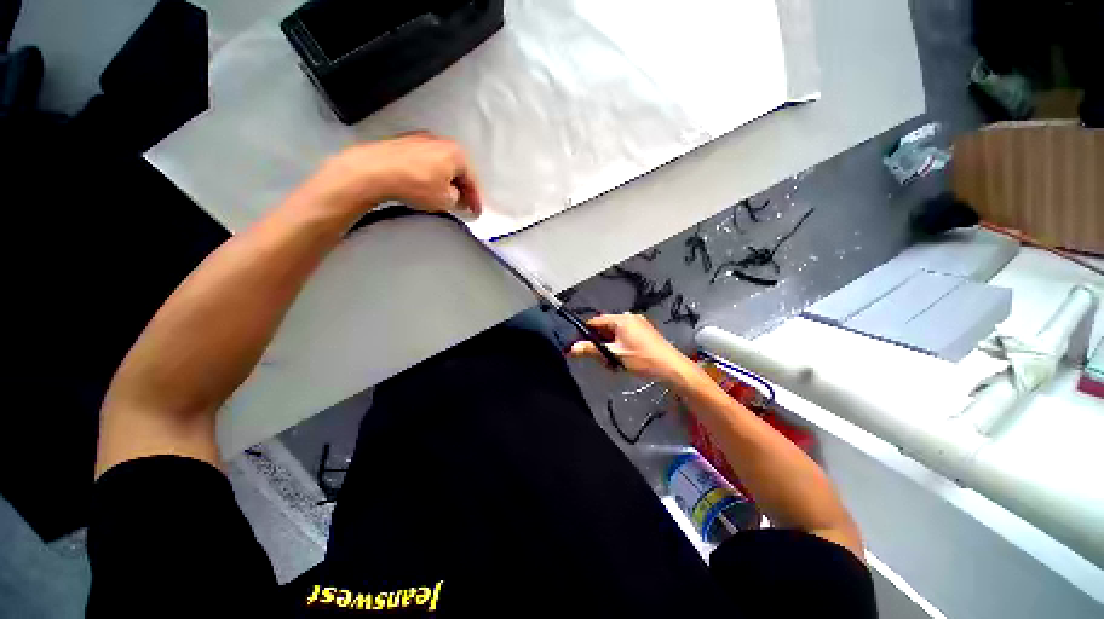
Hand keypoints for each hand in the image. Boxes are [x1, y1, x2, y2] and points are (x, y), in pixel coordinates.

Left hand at [296, 133, 482, 219]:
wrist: (374, 171)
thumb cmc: (414, 183)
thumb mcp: (446, 200)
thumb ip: (458, 199)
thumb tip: (455, 197)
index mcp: (456, 153)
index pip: (472, 180)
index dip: (476, 199)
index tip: (476, 211)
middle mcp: (440, 142)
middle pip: (457, 169)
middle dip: (461, 188)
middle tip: (463, 204)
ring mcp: (420, 140)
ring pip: (440, 164)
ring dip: (444, 181)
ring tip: (442, 197)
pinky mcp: (403, 143)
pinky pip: (424, 162)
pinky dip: (428, 174)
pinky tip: (424, 186)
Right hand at [568, 313, 701, 384]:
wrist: (672, 367)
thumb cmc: (642, 359)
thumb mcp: (614, 355)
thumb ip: (591, 350)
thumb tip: (571, 348)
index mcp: (621, 319)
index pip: (595, 321)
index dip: (586, 333)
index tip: (581, 346)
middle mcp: (629, 317)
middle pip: (605, 327)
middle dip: (601, 343)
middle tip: (602, 359)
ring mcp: (639, 324)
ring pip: (615, 333)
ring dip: (611, 347)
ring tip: (614, 362)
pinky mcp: (645, 331)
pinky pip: (625, 335)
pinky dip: (620, 346)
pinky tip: (624, 359)